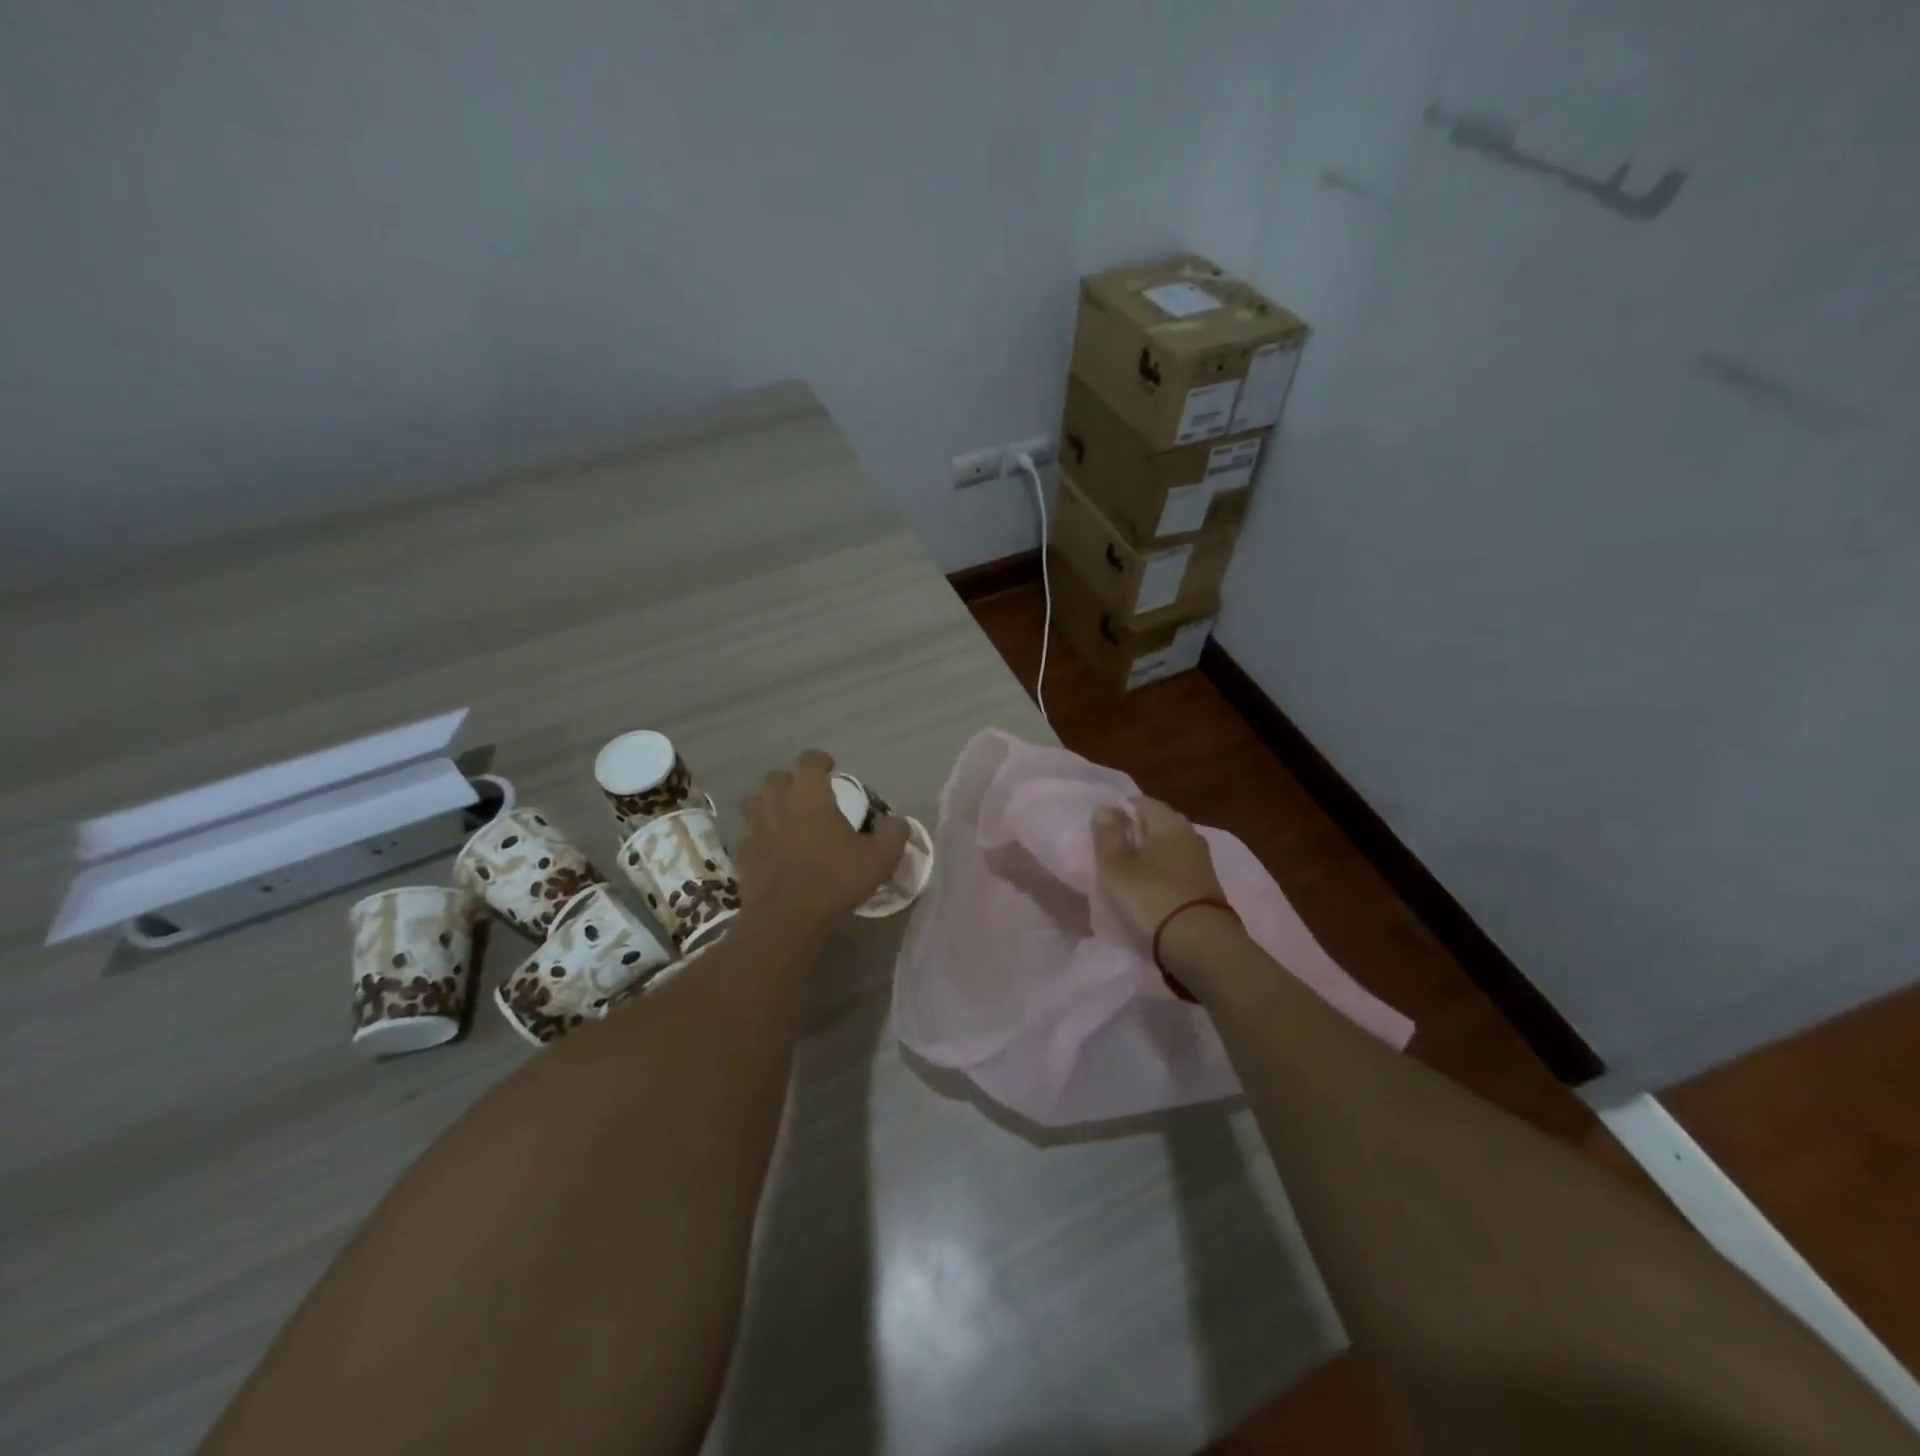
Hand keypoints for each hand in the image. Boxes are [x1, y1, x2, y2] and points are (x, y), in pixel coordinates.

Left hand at [737, 750, 910, 933]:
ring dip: (769, 803)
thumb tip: (897, 822)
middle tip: (807, 795)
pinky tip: (771, 848)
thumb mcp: (880, 858)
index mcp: (810, 795)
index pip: (809, 760)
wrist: (787, 917)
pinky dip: (759, 834)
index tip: (830, 768)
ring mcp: (755, 827)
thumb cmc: (835, 879)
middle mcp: (778, 803)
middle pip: (777, 777)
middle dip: (791, 781)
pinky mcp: (742, 852)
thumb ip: (894, 834)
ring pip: (754, 801)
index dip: (820, 760)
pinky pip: (748, 833)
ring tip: (784, 816)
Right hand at [1090, 797, 1229, 944]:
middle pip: (1157, 824)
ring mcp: (1203, 860)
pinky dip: (1163, 873)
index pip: (1141, 802)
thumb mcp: (1116, 865)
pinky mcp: (1208, 885)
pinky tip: (1150, 888)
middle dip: (1135, 833)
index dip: (1119, 812)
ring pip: (1169, 847)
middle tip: (1111, 852)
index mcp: (1169, 821)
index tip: (1101, 832)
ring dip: (1150, 855)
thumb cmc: (1150, 896)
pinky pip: (1178, 868)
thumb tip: (1105, 807)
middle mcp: (1190, 834)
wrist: (1200, 943)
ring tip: (1128, 873)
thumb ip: (1107, 834)